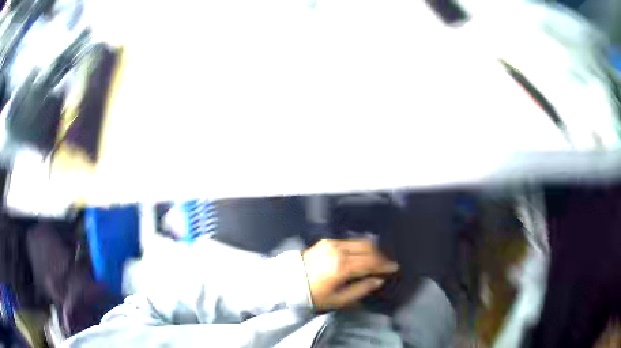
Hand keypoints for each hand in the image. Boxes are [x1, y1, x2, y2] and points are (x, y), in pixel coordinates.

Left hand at [302, 239, 398, 310]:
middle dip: (380, 255)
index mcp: (342, 266)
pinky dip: (359, 248)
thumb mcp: (338, 299)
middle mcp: (339, 250)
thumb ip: (361, 289)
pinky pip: (349, 242)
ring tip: (375, 261)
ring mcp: (331, 243)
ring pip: (359, 242)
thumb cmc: (314, 296)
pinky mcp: (326, 241)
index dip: (384, 265)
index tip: (394, 268)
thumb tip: (378, 280)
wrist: (288, 283)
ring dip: (370, 250)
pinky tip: (360, 256)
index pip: (370, 262)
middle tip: (386, 265)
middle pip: (368, 247)